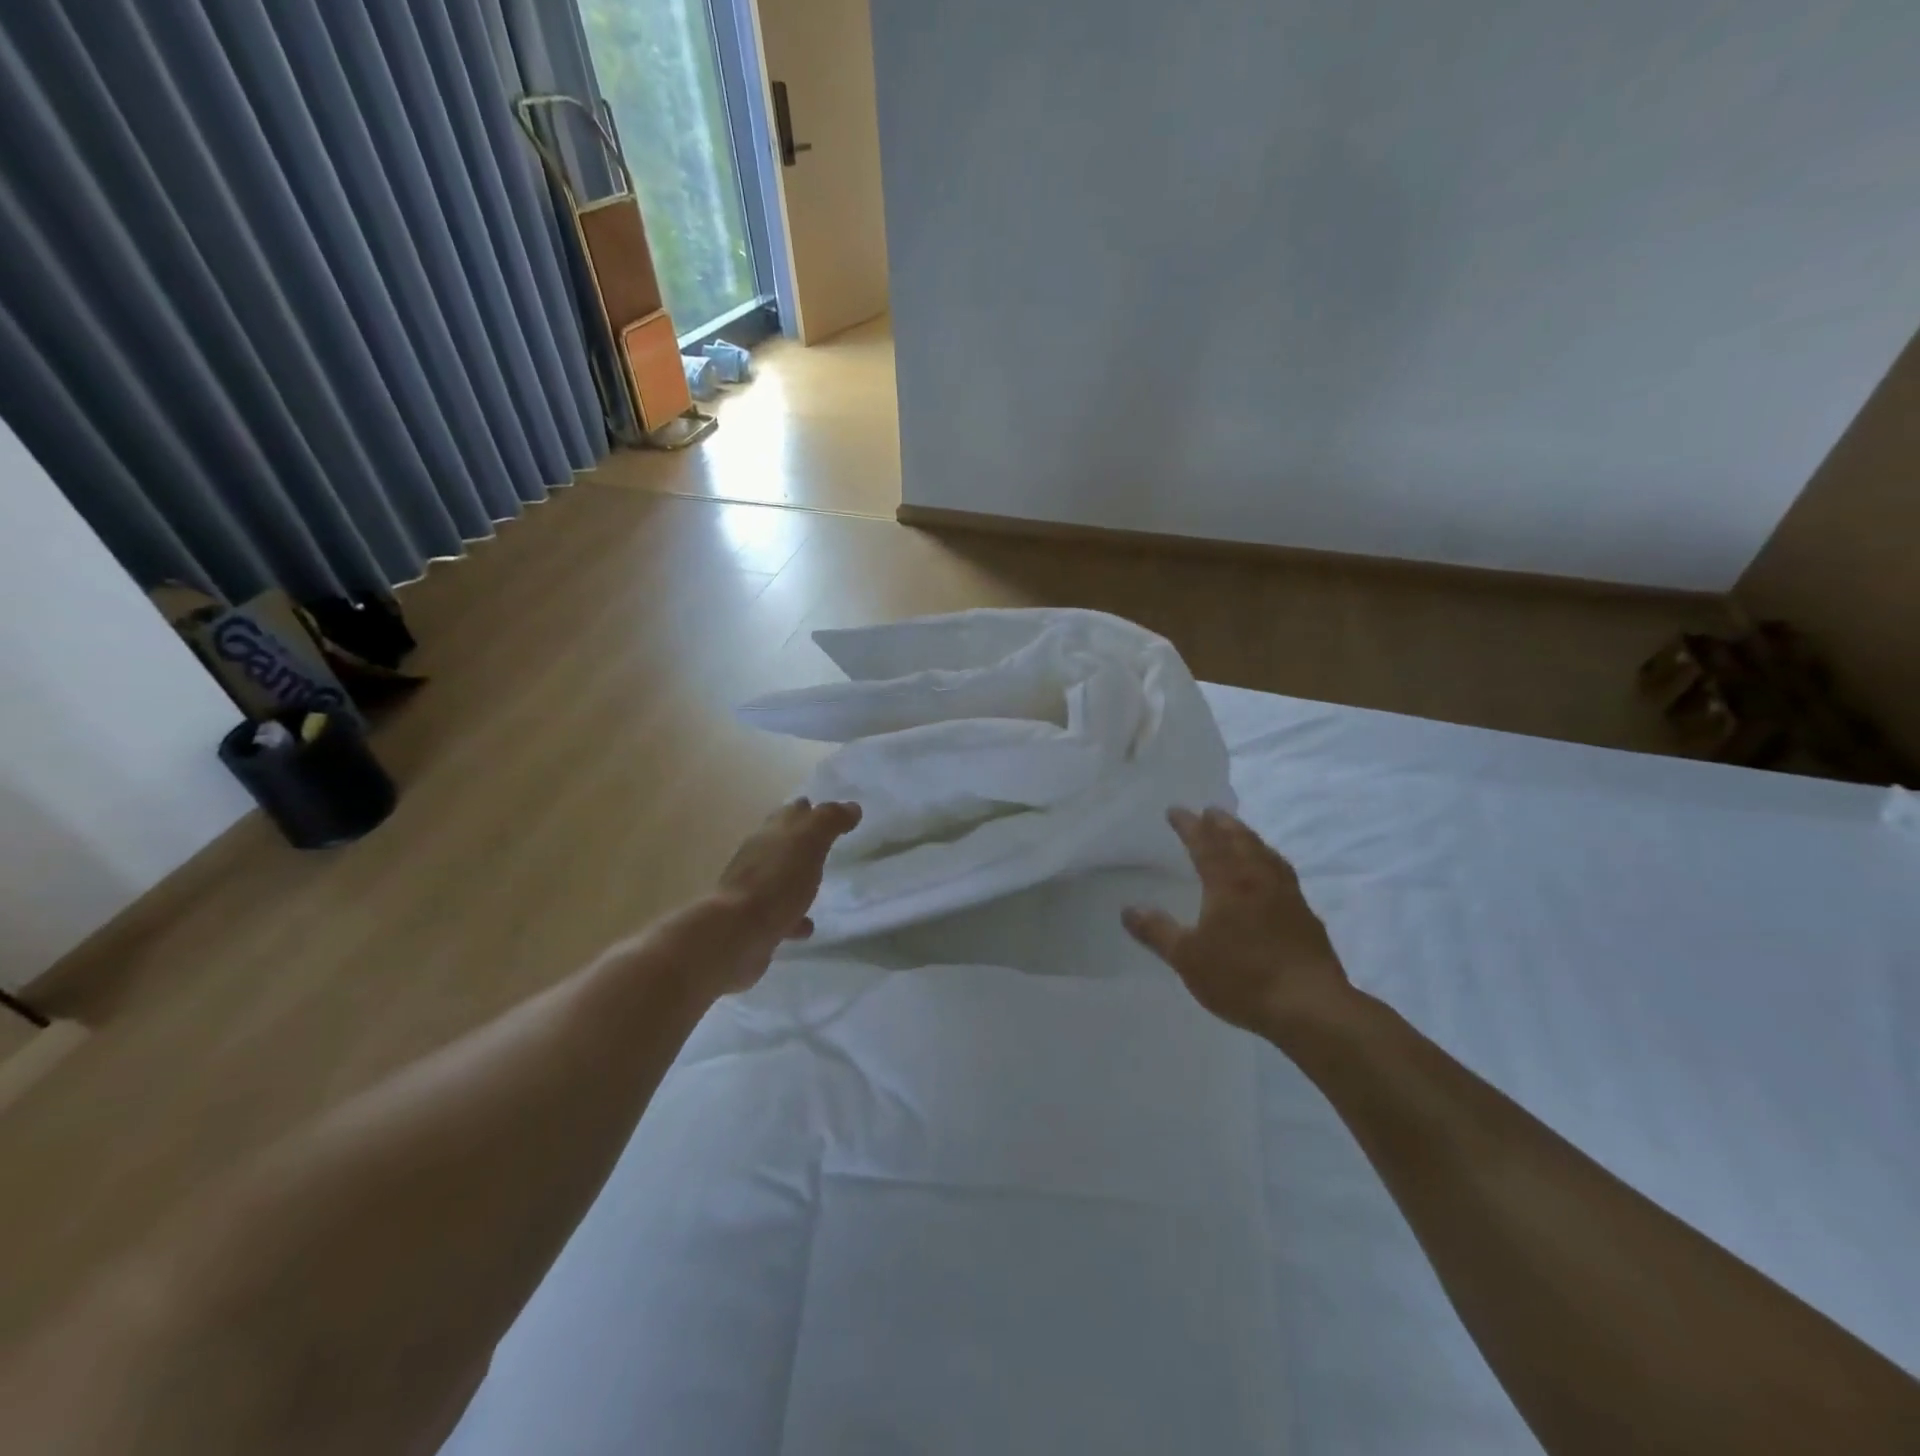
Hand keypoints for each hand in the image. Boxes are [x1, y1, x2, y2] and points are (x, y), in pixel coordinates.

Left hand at [710, 797, 861, 978]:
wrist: (737, 933)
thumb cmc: (777, 881)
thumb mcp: (810, 841)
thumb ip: (830, 821)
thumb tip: (852, 807)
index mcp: (772, 832)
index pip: (794, 812)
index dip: (814, 811)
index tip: (836, 816)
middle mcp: (759, 856)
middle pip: (784, 842)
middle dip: (803, 840)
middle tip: (829, 843)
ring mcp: (754, 890)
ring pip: (780, 876)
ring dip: (797, 878)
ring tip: (819, 884)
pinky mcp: (754, 922)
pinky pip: (780, 914)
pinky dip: (794, 916)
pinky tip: (807, 926)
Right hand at [1122, 807, 1351, 1039]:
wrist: (1310, 1005)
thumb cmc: (1242, 977)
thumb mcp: (1187, 958)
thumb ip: (1157, 931)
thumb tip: (1128, 909)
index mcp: (1228, 883)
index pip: (1205, 843)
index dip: (1189, 825)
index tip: (1175, 810)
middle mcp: (1259, 879)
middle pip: (1239, 840)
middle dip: (1222, 823)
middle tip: (1210, 811)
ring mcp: (1287, 895)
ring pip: (1265, 853)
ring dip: (1248, 837)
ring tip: (1239, 833)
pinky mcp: (1305, 915)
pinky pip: (1282, 873)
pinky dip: (1269, 860)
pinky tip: (1271, 873)